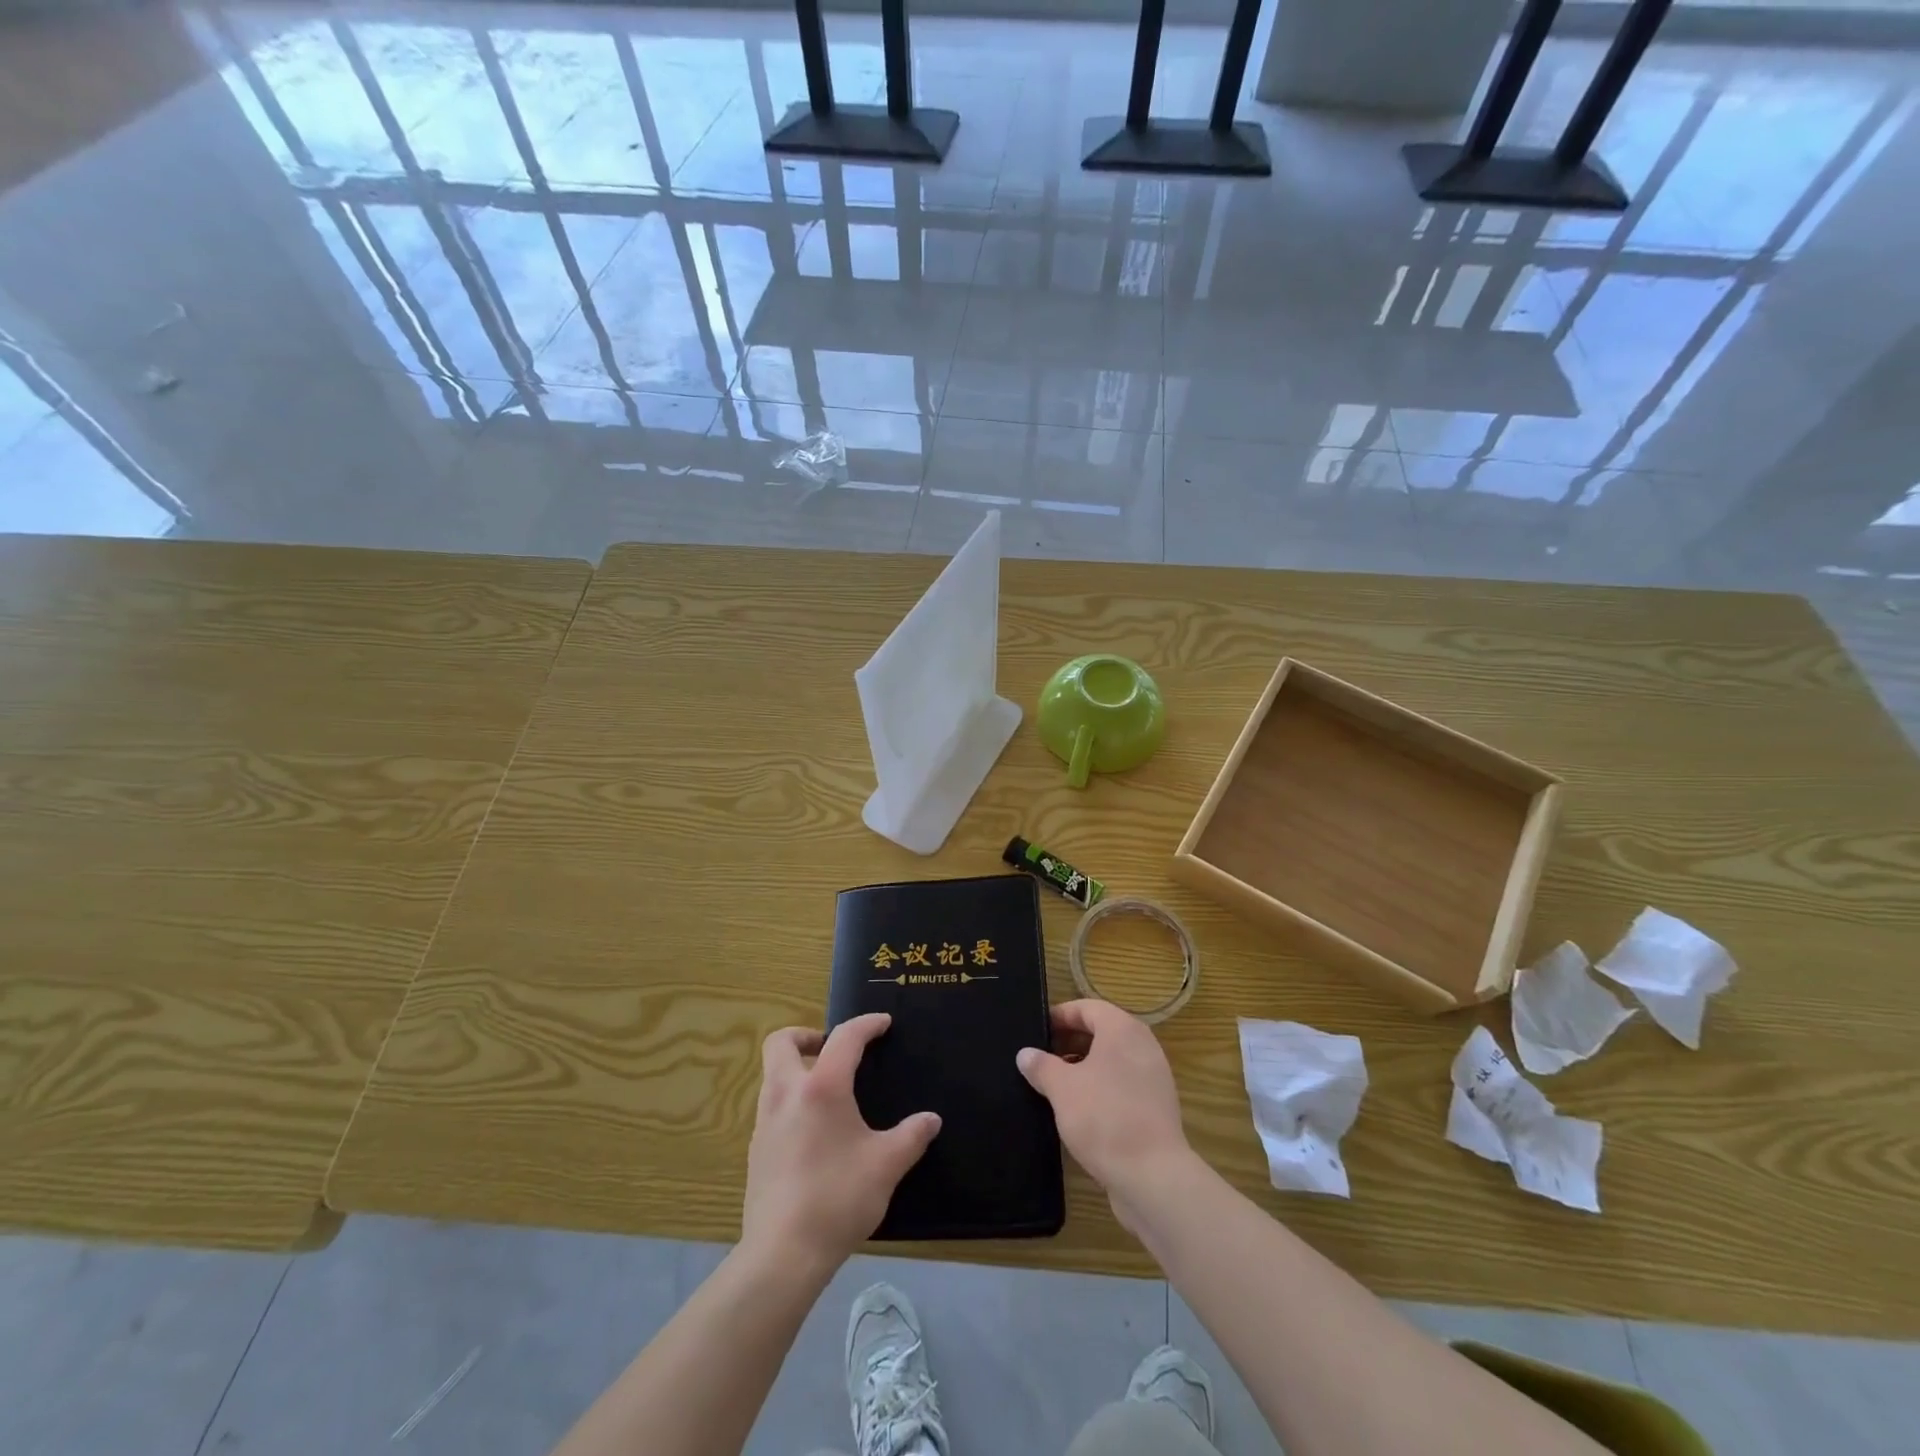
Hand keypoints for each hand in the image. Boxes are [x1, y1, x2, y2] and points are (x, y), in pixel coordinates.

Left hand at [743, 1013, 940, 1271]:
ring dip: (794, 1067)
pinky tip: (812, 1130)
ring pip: (771, 1074)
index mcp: (821, 1087)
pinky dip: (789, 1100)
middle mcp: (786, 1093)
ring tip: (826, 1089)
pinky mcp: (755, 1150)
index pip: (845, 1038)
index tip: (883, 1024)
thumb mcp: (887, 1165)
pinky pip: (771, 1106)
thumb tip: (931, 1120)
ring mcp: (765, 1122)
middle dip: (805, 1034)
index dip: (866, 1025)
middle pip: (780, 1042)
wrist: (782, 1255)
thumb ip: (911, 1136)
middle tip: (830, 1047)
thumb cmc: (838, 1198)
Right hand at [1017, 999, 1194, 1229]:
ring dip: (1084, 1066)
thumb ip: (1041, 1066)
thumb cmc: (1104, 1118)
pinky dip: (1101, 1087)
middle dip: (1070, 1041)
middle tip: (1042, 1057)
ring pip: (1112, 1060)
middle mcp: (1143, 1046)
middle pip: (1102, 1032)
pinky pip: (1123, 1084)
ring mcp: (1153, 1077)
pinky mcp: (1156, 1107)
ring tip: (1055, 1084)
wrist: (1153, 1177)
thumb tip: (1025, 1054)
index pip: (1088, 1008)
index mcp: (1122, 1030)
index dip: (1061, 1015)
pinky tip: (1079, 1109)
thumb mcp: (1062, 1089)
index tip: (1038, 1029)